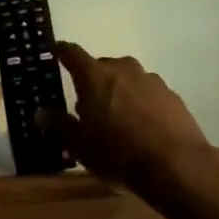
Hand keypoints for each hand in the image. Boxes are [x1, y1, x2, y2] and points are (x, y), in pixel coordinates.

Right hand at [49, 42, 218, 202]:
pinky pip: (148, 93)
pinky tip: (142, 127)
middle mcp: (123, 69)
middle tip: (87, 105)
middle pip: (101, 67)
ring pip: (127, 79)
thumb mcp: (80, 146)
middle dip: (92, 81)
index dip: (61, 52)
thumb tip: (41, 113)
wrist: (177, 166)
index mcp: (95, 76)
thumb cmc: (118, 154)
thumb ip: (59, 125)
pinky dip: (141, 104)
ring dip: (118, 92)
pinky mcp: (172, 95)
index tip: (55, 53)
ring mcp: (151, 80)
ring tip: (117, 119)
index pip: (72, 53)